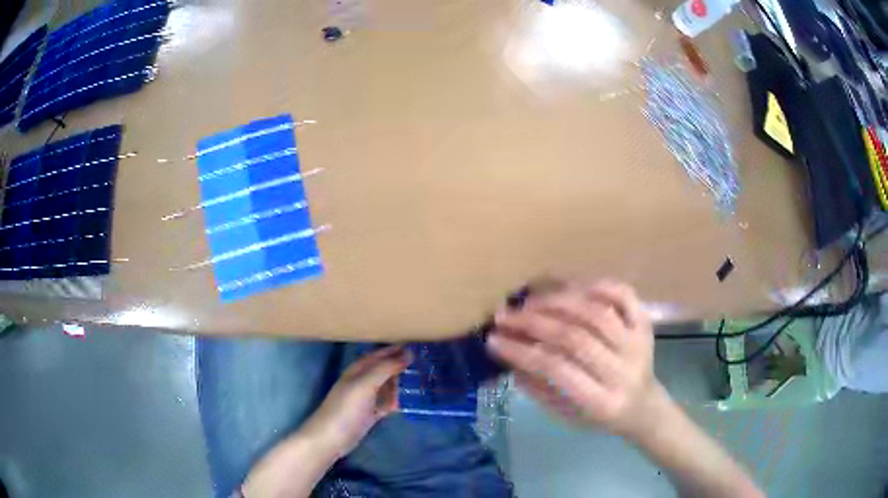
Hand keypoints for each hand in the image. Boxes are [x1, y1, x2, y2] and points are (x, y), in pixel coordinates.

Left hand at [302, 345, 411, 456]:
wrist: (331, 438)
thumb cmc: (346, 409)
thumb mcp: (365, 384)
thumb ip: (385, 368)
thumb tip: (408, 352)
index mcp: (357, 370)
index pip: (379, 354)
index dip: (395, 350)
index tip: (417, 347)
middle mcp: (361, 381)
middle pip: (383, 369)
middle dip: (399, 365)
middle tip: (423, 365)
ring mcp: (365, 398)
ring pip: (385, 386)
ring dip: (399, 383)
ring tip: (420, 381)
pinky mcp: (369, 414)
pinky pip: (386, 402)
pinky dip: (395, 400)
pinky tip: (407, 401)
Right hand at [488, 280, 659, 438]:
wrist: (642, 406)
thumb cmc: (598, 415)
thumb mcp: (565, 415)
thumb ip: (538, 388)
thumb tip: (508, 356)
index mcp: (601, 402)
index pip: (557, 369)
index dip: (522, 352)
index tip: (493, 340)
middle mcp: (623, 370)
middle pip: (575, 338)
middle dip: (533, 324)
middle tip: (504, 316)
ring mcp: (637, 343)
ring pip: (596, 313)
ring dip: (558, 302)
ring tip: (529, 301)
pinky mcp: (645, 324)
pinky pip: (624, 295)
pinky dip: (598, 285)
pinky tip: (572, 287)